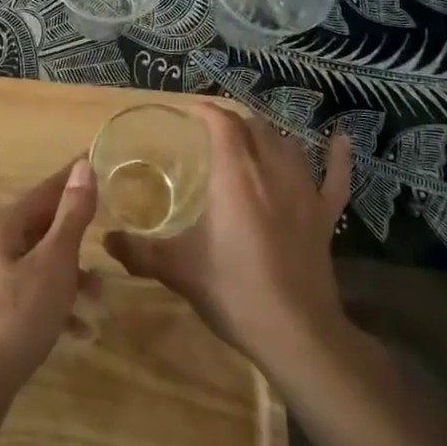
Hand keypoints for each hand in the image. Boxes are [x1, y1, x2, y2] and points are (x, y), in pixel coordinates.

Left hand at [0, 158, 97, 425]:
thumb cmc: (14, 320)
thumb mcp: (53, 265)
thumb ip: (70, 216)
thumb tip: (82, 166)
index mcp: (2, 226)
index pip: (45, 190)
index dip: (72, 178)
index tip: (95, 162)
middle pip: (38, 227)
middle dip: (74, 237)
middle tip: (106, 241)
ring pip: (33, 264)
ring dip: (67, 276)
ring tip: (98, 297)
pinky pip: (24, 295)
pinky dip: (50, 305)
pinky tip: (74, 330)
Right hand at [105, 109, 350, 382]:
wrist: (297, 334)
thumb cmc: (233, 291)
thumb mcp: (178, 270)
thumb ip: (139, 251)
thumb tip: (106, 240)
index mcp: (235, 175)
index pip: (222, 123)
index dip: (205, 111)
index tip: (187, 113)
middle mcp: (271, 171)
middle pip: (254, 127)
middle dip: (233, 120)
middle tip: (211, 130)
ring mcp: (304, 192)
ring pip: (288, 145)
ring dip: (268, 133)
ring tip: (251, 134)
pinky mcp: (325, 216)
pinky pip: (336, 177)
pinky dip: (338, 156)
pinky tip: (340, 138)